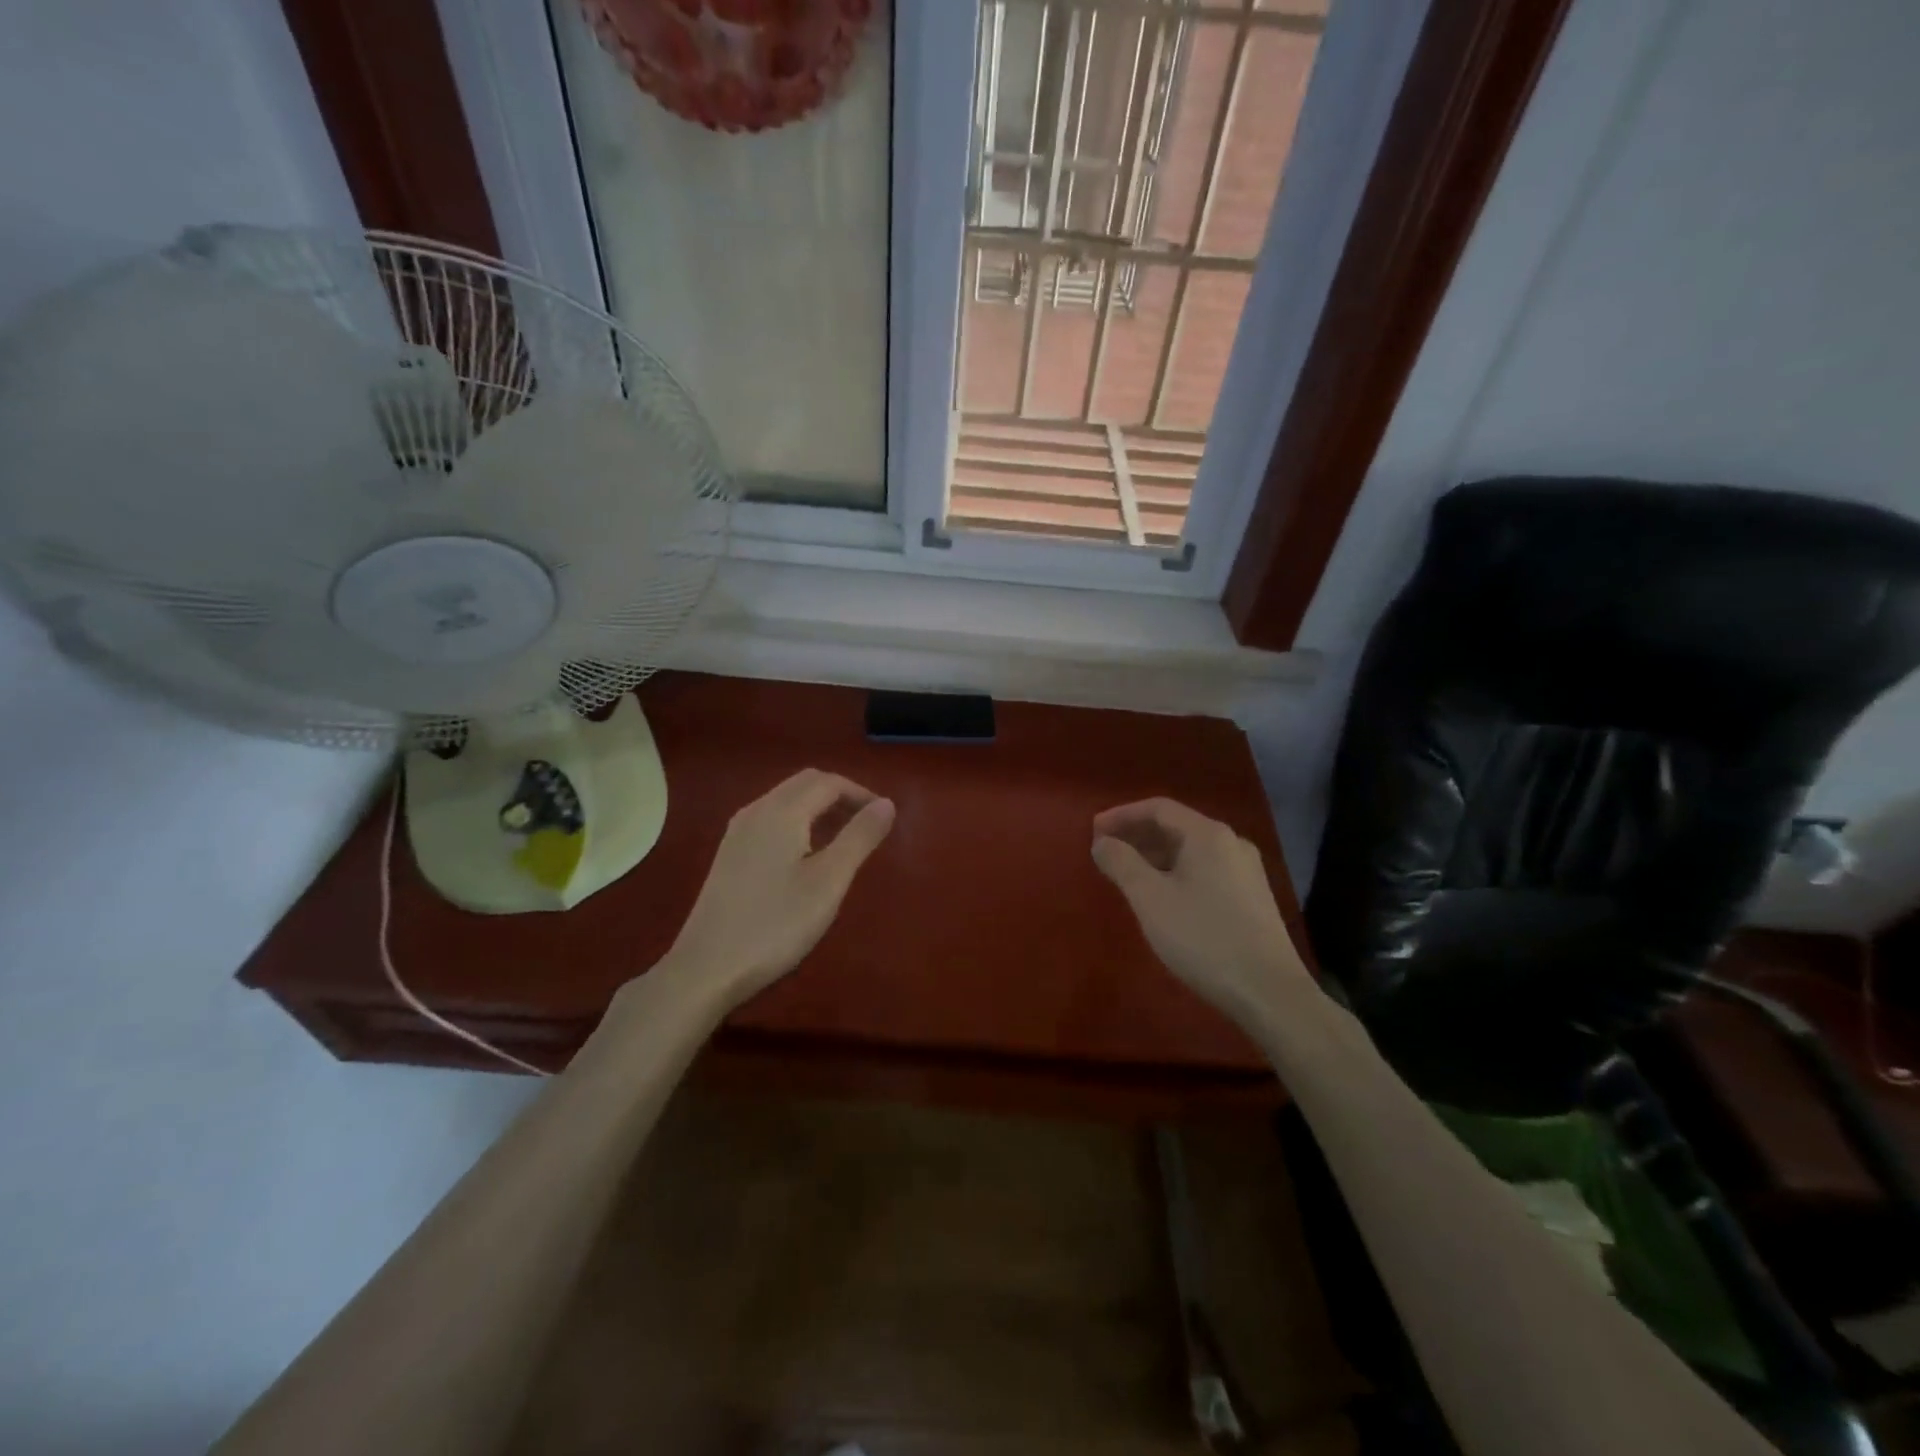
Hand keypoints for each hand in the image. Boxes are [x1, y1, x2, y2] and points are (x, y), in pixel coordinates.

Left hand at [660, 769, 894, 1011]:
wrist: (706, 968)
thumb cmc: (776, 924)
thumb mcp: (829, 881)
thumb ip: (859, 837)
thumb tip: (886, 804)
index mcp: (782, 811)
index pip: (828, 782)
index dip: (861, 793)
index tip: (885, 817)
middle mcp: (756, 811)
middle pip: (804, 784)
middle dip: (840, 795)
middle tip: (867, 824)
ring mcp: (737, 832)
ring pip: (785, 801)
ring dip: (818, 808)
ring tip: (844, 839)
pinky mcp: (729, 854)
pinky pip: (771, 820)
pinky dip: (798, 823)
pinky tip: (806, 856)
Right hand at [1091, 798, 1310, 1023]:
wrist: (1269, 993)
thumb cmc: (1203, 938)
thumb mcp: (1150, 899)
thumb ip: (1121, 863)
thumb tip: (1102, 842)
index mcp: (1208, 835)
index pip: (1158, 808)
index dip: (1121, 815)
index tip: (1093, 831)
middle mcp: (1231, 843)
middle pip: (1176, 826)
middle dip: (1137, 835)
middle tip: (1105, 852)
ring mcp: (1246, 870)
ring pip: (1191, 850)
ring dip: (1155, 855)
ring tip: (1126, 874)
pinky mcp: (1252, 897)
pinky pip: (1204, 869)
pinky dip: (1175, 872)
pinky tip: (1161, 896)